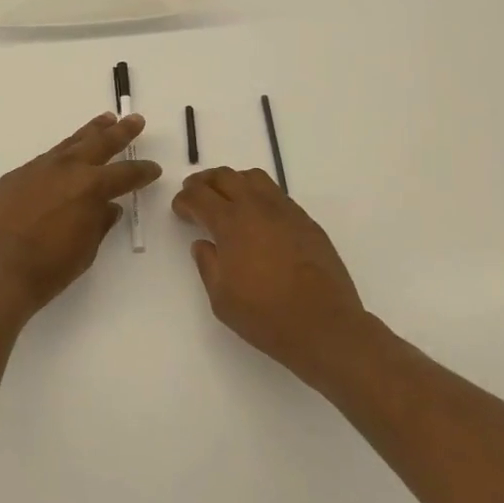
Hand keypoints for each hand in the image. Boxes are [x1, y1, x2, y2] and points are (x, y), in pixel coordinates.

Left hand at [0, 113, 161, 322]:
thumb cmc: (48, 269)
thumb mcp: (85, 249)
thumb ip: (99, 223)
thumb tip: (108, 207)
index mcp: (90, 187)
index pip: (125, 174)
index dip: (143, 171)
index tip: (153, 168)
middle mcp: (65, 169)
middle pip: (100, 143)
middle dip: (121, 132)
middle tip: (135, 120)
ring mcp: (36, 169)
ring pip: (69, 144)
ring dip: (89, 133)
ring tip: (104, 120)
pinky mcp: (13, 177)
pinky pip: (43, 161)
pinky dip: (59, 157)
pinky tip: (61, 161)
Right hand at [171, 167, 375, 386]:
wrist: (324, 325)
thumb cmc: (266, 316)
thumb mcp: (221, 298)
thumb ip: (208, 264)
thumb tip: (203, 244)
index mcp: (231, 223)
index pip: (200, 197)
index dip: (185, 199)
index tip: (179, 208)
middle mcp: (257, 207)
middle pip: (226, 177)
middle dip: (205, 181)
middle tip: (195, 192)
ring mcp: (286, 211)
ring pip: (254, 178)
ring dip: (234, 181)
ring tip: (226, 196)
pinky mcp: (306, 221)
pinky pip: (277, 194)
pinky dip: (259, 194)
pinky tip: (257, 215)